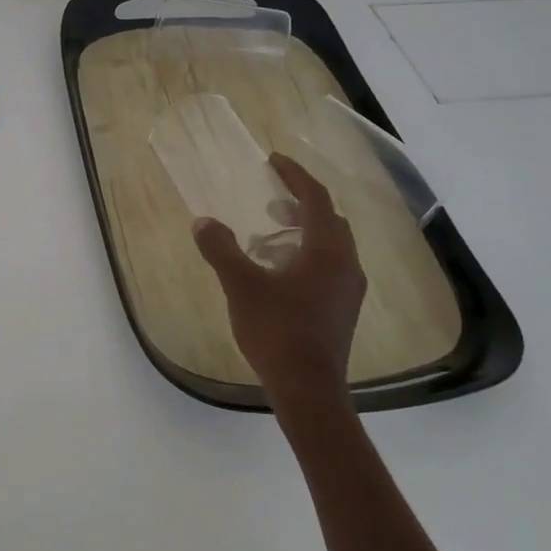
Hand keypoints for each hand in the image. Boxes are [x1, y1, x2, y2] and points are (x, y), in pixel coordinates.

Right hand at [193, 154, 367, 433]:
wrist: (308, 389)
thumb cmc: (277, 330)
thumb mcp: (241, 285)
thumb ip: (221, 249)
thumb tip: (202, 221)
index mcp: (327, 251)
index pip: (316, 198)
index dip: (295, 175)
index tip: (274, 160)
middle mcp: (346, 265)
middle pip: (328, 220)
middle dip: (300, 204)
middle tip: (270, 200)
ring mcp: (348, 291)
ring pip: (330, 246)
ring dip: (302, 232)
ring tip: (268, 238)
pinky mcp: (342, 311)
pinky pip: (328, 268)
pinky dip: (306, 256)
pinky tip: (278, 275)